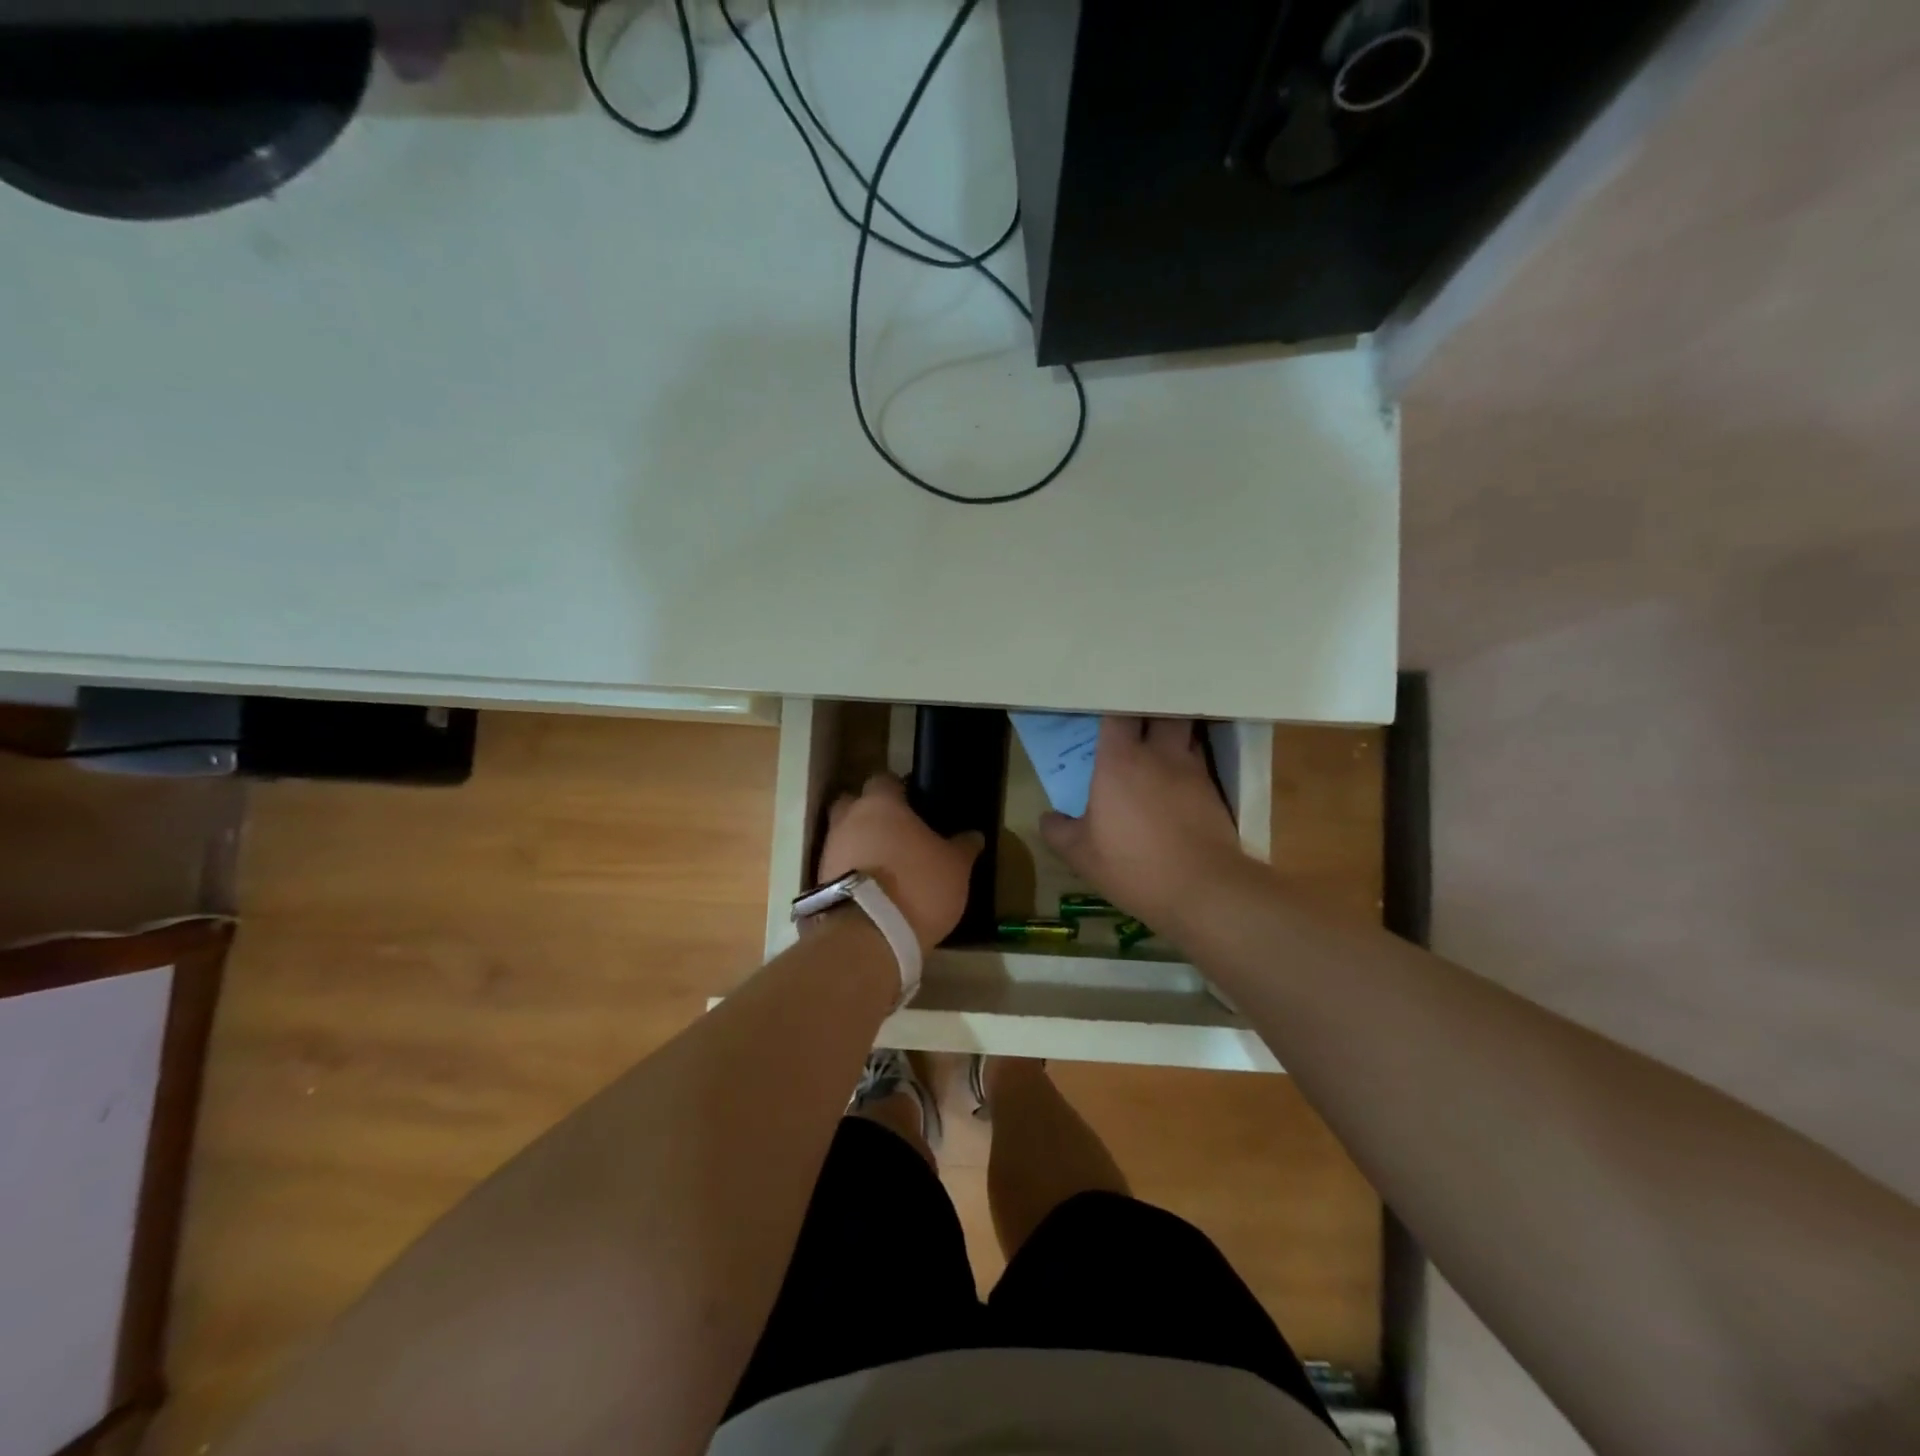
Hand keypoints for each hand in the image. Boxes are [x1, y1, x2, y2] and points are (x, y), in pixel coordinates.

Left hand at [818, 773, 982, 953]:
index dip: (898, 790)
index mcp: (881, 804)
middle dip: (869, 814)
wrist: (868, 935)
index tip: (914, 804)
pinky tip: (871, 889)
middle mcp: (848, 819)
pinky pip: (838, 866)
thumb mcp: (955, 868)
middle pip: (853, 804)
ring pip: (843, 836)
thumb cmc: (918, 886)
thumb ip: (963, 847)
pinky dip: (851, 872)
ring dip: (859, 846)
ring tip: (885, 867)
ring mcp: (829, 850)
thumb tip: (974, 835)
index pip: (884, 780)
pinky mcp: (819, 883)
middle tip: (895, 832)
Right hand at [1039, 717, 1250, 933]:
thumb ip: (1059, 831)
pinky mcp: (1215, 793)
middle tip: (1136, 716)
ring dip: (1173, 732)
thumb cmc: (1133, 866)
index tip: (1102, 707)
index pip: (1118, 713)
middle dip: (1151, 707)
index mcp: (1120, 761)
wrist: (1203, 890)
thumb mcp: (1081, 855)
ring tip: (1160, 744)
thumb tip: (1047, 818)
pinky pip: (1199, 764)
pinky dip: (1188, 764)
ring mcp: (1192, 771)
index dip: (1111, 704)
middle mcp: (1159, 755)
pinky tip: (1178, 783)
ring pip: (1186, 733)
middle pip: (1162, 710)